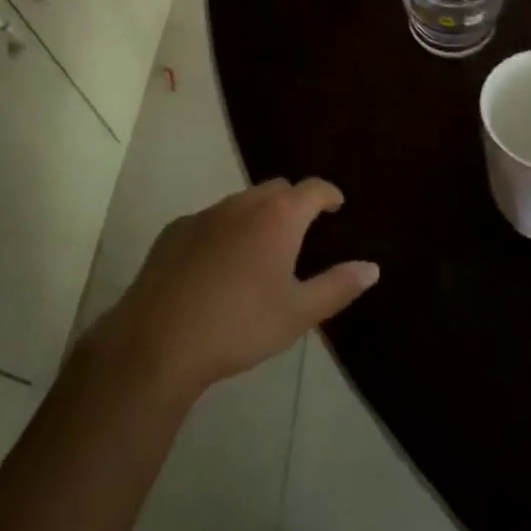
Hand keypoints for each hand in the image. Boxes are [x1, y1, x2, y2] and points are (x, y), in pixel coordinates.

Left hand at [93, 178, 378, 398]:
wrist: (158, 341)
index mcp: (279, 217)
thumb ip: (337, 286)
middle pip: (277, 189)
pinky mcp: (175, 230)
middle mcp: (244, 204)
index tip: (337, 205)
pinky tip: (217, 267)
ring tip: (260, 250)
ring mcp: (206, 214)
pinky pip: (210, 220)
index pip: (313, 188)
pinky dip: (224, 231)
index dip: (329, 194)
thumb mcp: (297, 314)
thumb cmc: (239, 326)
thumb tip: (372, 267)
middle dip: (293, 202)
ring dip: (257, 216)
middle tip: (301, 231)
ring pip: (241, 202)